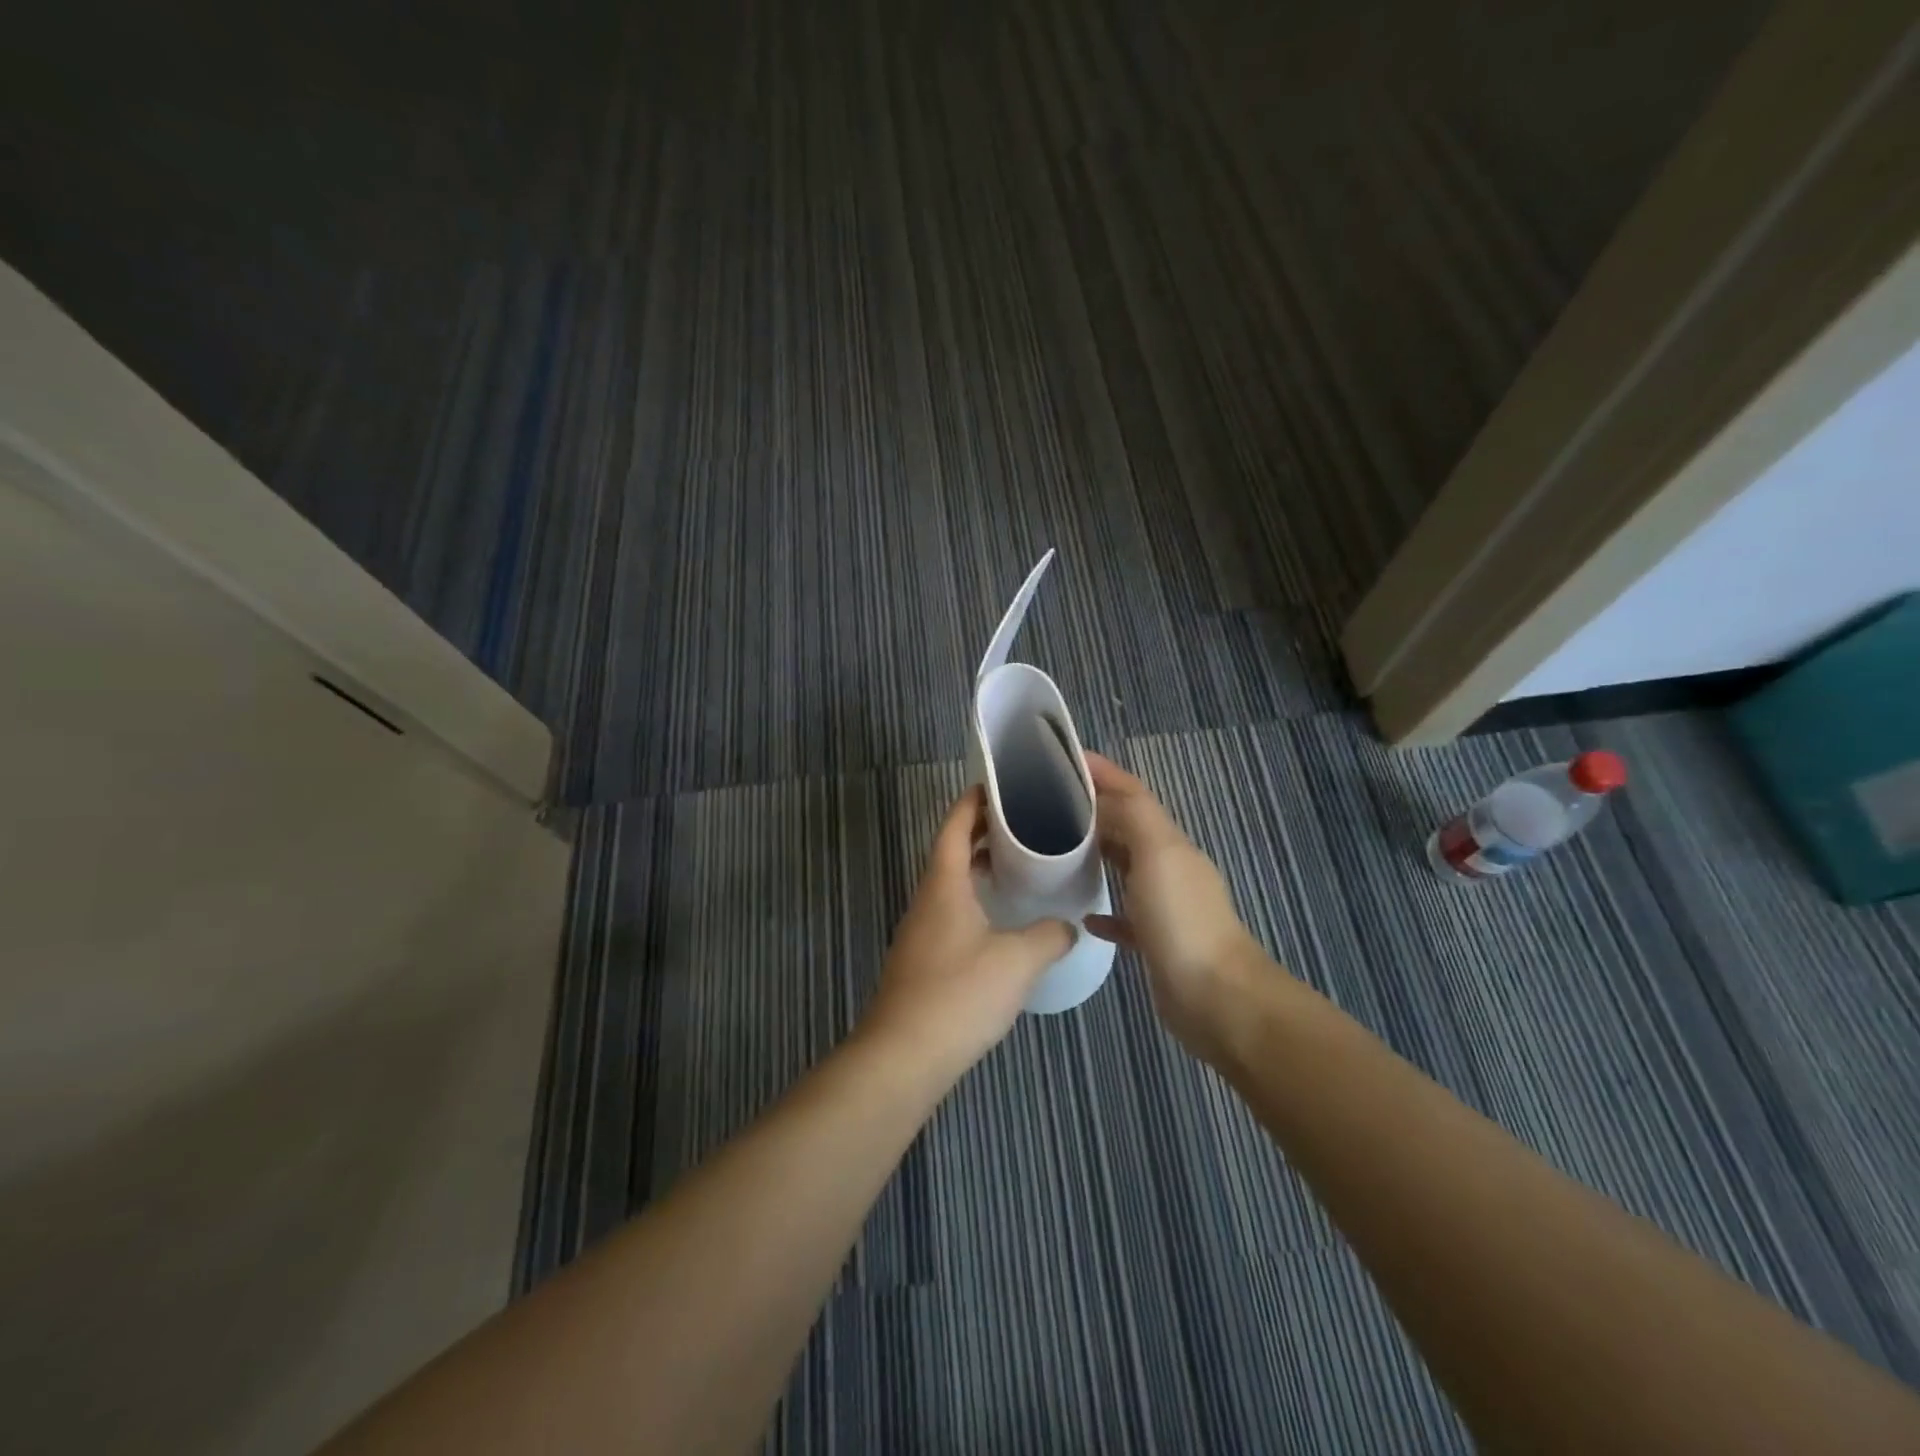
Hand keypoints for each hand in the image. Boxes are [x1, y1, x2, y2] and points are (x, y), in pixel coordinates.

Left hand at [858, 786, 1072, 1085]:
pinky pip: (952, 911)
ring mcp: (921, 929)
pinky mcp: (923, 958)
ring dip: (980, 868)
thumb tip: (1067, 927)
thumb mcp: (1017, 961)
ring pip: (951, 883)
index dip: (974, 801)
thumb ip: (1048, 937)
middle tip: (1024, 824)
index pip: (955, 825)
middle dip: (983, 832)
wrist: (903, 1055)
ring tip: (1020, 866)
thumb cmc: (959, 994)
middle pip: (952, 850)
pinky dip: (976, 900)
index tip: (1001, 786)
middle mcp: (927, 898)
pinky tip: (1002, 922)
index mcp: (944, 883)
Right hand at [1082, 752, 1269, 1059]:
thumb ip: (1132, 816)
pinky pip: (1124, 916)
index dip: (1103, 773)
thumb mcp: (1158, 854)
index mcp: (1169, 842)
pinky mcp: (1155, 942)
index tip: (1063, 758)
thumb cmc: (1182, 920)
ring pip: (1124, 868)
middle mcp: (1168, 867)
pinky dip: (1103, 909)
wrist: (1217, 998)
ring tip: (1052, 850)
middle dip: (1092, 810)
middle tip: (1044, 803)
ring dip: (1095, 854)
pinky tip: (1081, 913)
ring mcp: (1163, 906)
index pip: (1133, 793)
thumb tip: (1101, 796)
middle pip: (1127, 827)